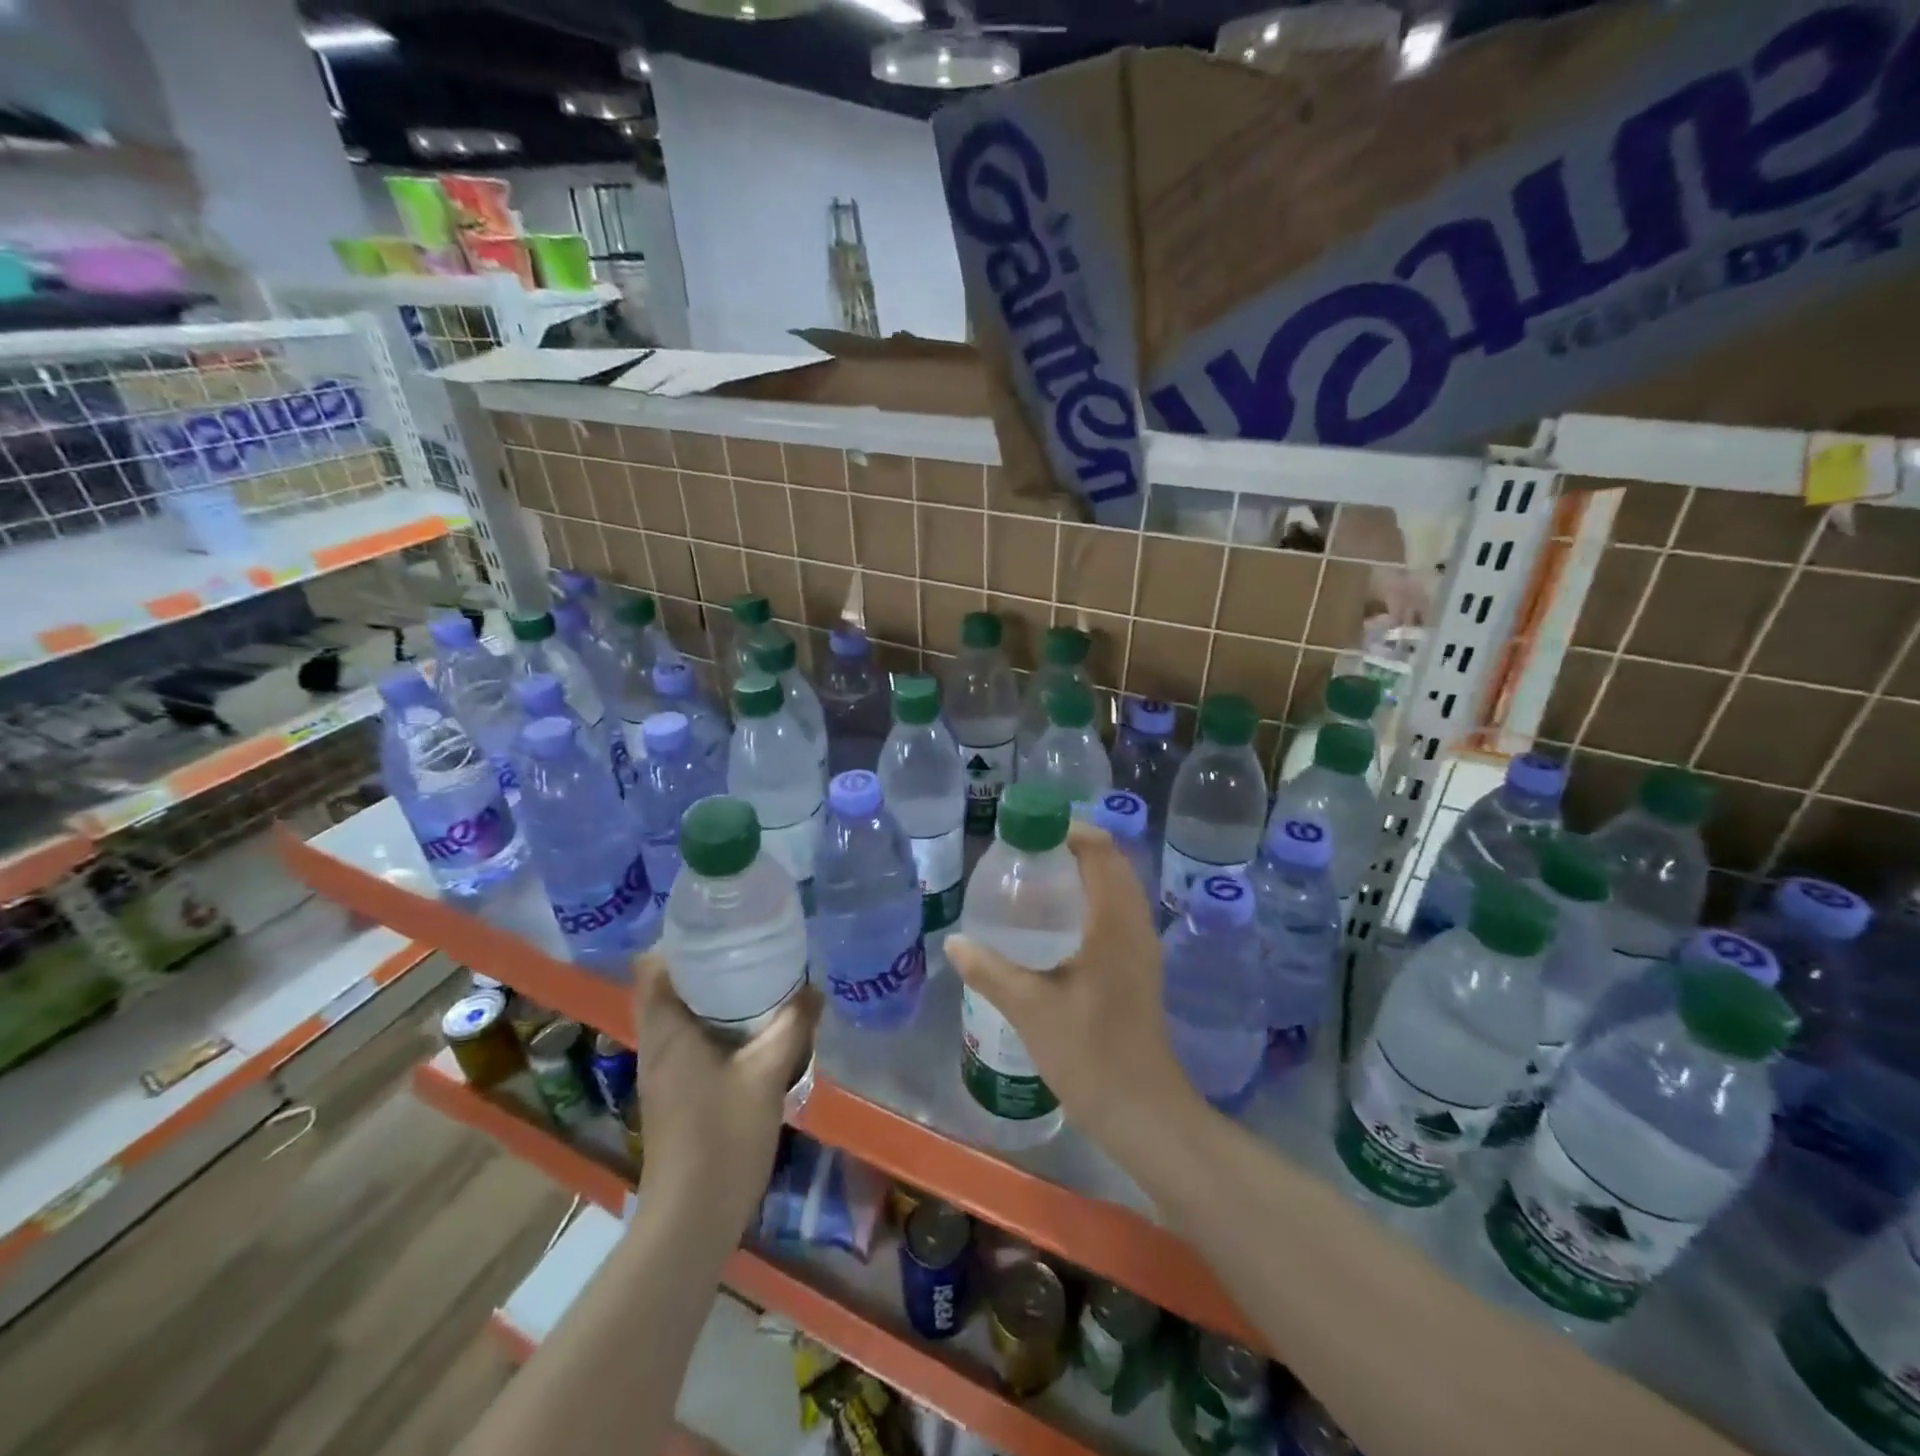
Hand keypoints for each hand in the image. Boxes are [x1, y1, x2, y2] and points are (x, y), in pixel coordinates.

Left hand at [631, 952, 819, 1232]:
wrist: (692, 1219)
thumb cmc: (722, 1138)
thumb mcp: (766, 1075)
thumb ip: (792, 1027)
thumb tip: (814, 989)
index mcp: (668, 1032)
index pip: (652, 968)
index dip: (679, 941)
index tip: (720, 927)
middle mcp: (657, 1045)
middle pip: (670, 986)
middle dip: (706, 964)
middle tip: (750, 947)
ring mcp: (664, 1072)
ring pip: (681, 1014)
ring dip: (713, 995)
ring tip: (757, 980)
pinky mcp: (676, 1092)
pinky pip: (691, 1039)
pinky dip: (716, 1024)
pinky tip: (752, 1030)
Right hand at [946, 822, 1202, 1157]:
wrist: (1143, 1111)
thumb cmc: (1089, 1053)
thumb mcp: (1030, 1008)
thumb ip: (990, 969)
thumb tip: (955, 941)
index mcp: (1115, 922)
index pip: (1100, 850)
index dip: (1067, 829)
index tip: (1027, 829)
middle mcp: (1135, 924)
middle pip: (1111, 862)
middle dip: (1072, 845)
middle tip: (1025, 851)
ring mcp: (1142, 946)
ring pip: (1117, 886)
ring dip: (1083, 870)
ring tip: (1037, 877)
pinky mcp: (1139, 966)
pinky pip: (1117, 909)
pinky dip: (1091, 896)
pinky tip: (1057, 921)